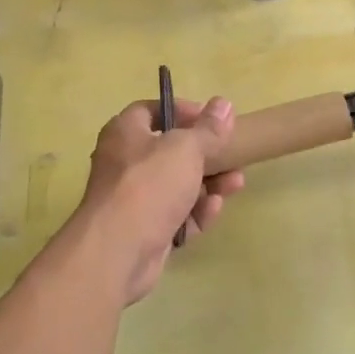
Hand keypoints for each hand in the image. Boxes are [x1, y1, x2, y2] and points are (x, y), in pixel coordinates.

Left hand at [75, 97, 245, 305]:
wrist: (119, 249)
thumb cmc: (149, 184)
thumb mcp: (186, 148)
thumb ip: (208, 128)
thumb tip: (224, 104)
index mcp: (125, 133)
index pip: (152, 111)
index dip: (182, 111)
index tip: (211, 119)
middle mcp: (125, 163)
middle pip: (170, 152)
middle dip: (206, 155)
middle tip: (233, 155)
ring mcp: (134, 199)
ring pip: (177, 186)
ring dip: (208, 184)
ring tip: (236, 184)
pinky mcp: (145, 230)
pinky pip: (176, 215)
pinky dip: (195, 212)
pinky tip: (214, 209)